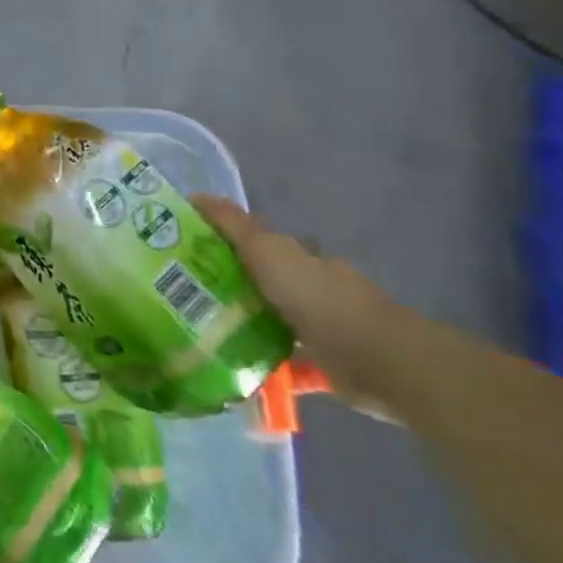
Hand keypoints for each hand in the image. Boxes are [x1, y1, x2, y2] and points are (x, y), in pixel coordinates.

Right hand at [195, 196, 408, 407]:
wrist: (380, 362)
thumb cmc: (319, 298)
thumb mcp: (268, 251)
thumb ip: (234, 226)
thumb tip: (196, 195)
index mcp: (301, 259)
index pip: (258, 244)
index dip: (225, 242)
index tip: (187, 250)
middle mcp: (313, 288)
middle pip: (264, 281)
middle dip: (230, 284)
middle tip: (181, 292)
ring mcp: (323, 327)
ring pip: (273, 320)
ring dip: (245, 324)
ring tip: (199, 330)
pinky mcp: (327, 365)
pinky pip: (286, 361)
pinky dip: (264, 363)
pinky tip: (233, 367)